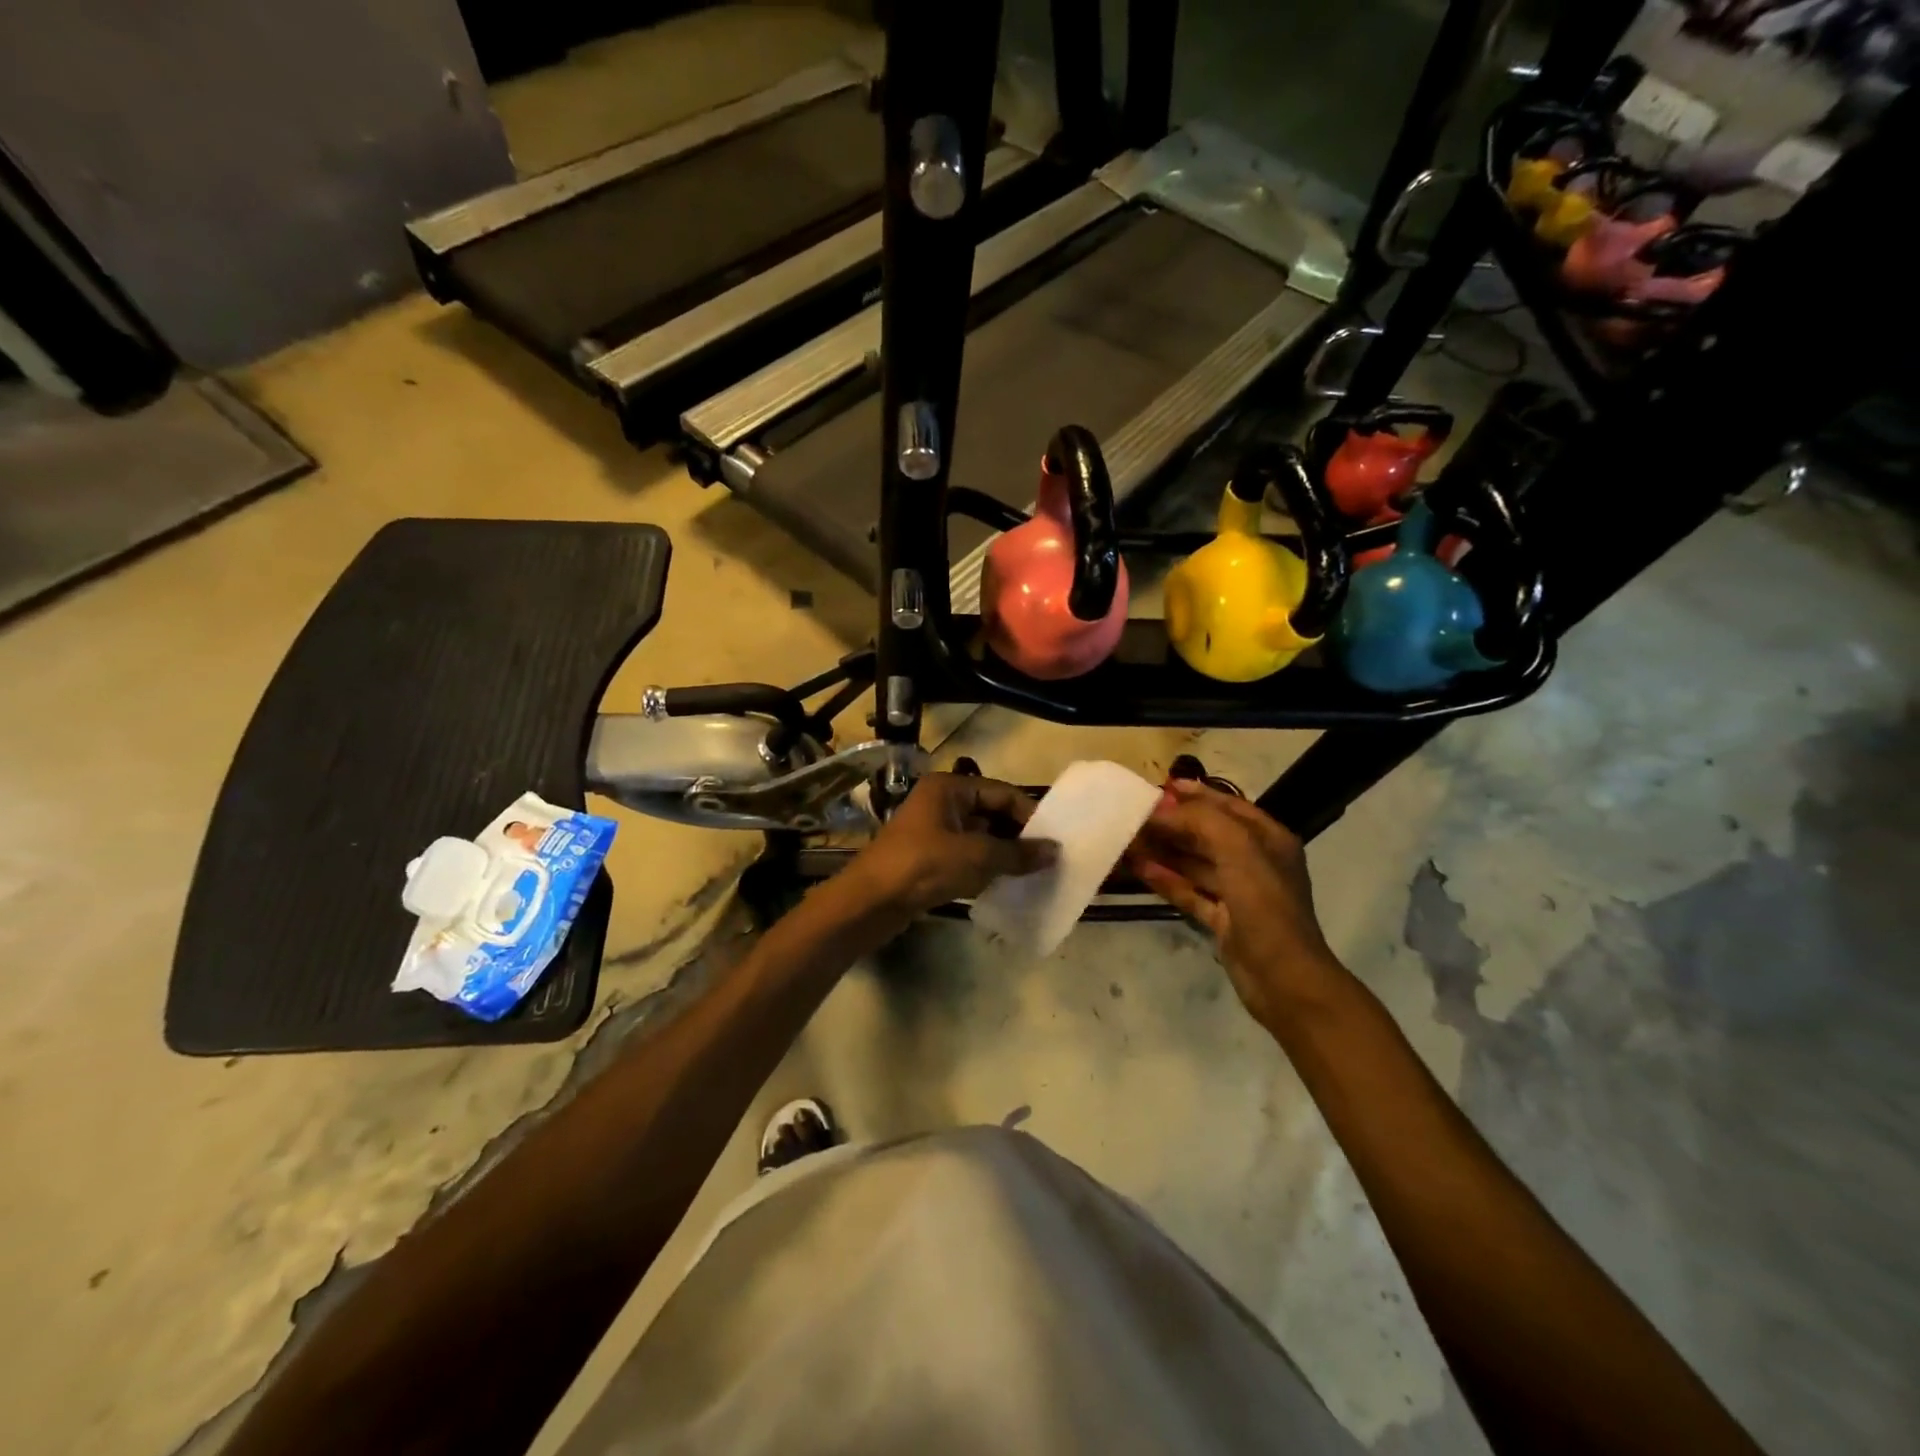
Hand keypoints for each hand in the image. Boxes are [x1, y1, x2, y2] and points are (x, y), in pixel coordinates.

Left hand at [848, 773, 1057, 918]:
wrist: (869, 903)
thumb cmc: (923, 866)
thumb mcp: (976, 856)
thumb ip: (1017, 853)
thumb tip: (1055, 851)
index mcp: (949, 788)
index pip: (1001, 793)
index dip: (1029, 814)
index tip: (1055, 839)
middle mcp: (941, 803)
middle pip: (991, 813)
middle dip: (1018, 835)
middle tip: (1047, 858)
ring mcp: (933, 831)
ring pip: (980, 837)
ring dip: (1004, 853)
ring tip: (1033, 872)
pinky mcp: (928, 858)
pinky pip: (966, 856)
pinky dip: (986, 867)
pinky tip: (1006, 883)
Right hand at [1129, 779, 1344, 1028]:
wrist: (1283, 979)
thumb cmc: (1265, 906)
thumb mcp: (1238, 850)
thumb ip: (1201, 821)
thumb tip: (1162, 809)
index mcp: (1268, 839)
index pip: (1228, 805)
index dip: (1196, 794)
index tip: (1160, 787)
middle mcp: (1254, 861)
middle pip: (1207, 833)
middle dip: (1173, 823)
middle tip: (1135, 814)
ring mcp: (1238, 893)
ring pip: (1194, 863)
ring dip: (1164, 850)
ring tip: (1128, 839)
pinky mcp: (1222, 919)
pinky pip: (1189, 891)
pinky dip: (1166, 879)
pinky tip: (1139, 869)